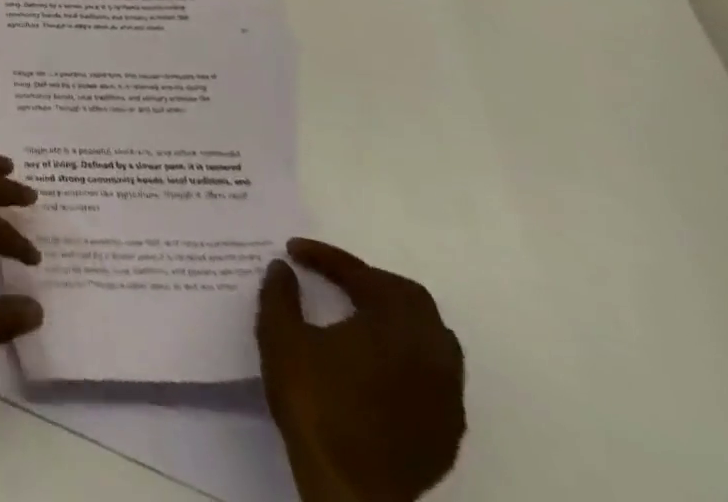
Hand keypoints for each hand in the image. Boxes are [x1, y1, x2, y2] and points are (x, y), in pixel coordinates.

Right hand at [257, 239, 465, 501]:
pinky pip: (437, 373)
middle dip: (369, 279)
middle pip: (410, 298)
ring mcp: (446, 394)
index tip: (293, 251)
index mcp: (393, 326)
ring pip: (432, 335)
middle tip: (332, 277)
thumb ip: (280, 294)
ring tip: (358, 313)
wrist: (349, 489)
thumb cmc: (314, 403)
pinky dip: (409, 352)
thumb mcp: (280, 337)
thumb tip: (283, 267)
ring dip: (395, 315)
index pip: (363, 274)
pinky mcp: (447, 428)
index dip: (326, 256)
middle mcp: (430, 354)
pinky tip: (378, 361)